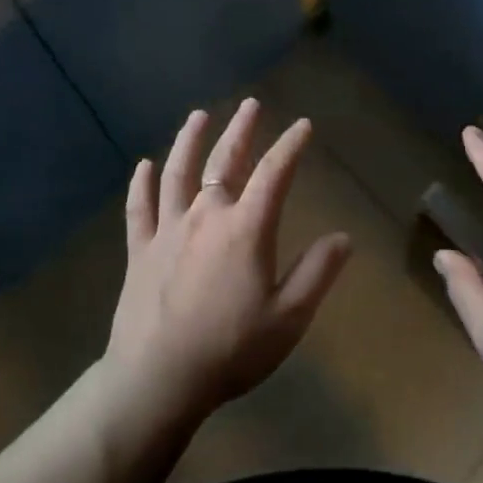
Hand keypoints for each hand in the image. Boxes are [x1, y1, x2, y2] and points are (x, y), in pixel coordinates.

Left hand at [105, 100, 350, 427]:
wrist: (157, 378)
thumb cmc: (230, 349)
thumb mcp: (289, 318)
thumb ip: (317, 273)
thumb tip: (343, 237)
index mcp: (246, 228)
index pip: (274, 173)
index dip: (290, 146)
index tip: (303, 125)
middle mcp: (206, 215)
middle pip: (224, 161)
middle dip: (241, 129)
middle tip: (250, 104)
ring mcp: (168, 229)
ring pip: (177, 172)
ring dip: (189, 140)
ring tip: (198, 117)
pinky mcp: (140, 249)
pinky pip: (139, 208)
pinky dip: (141, 184)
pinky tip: (143, 166)